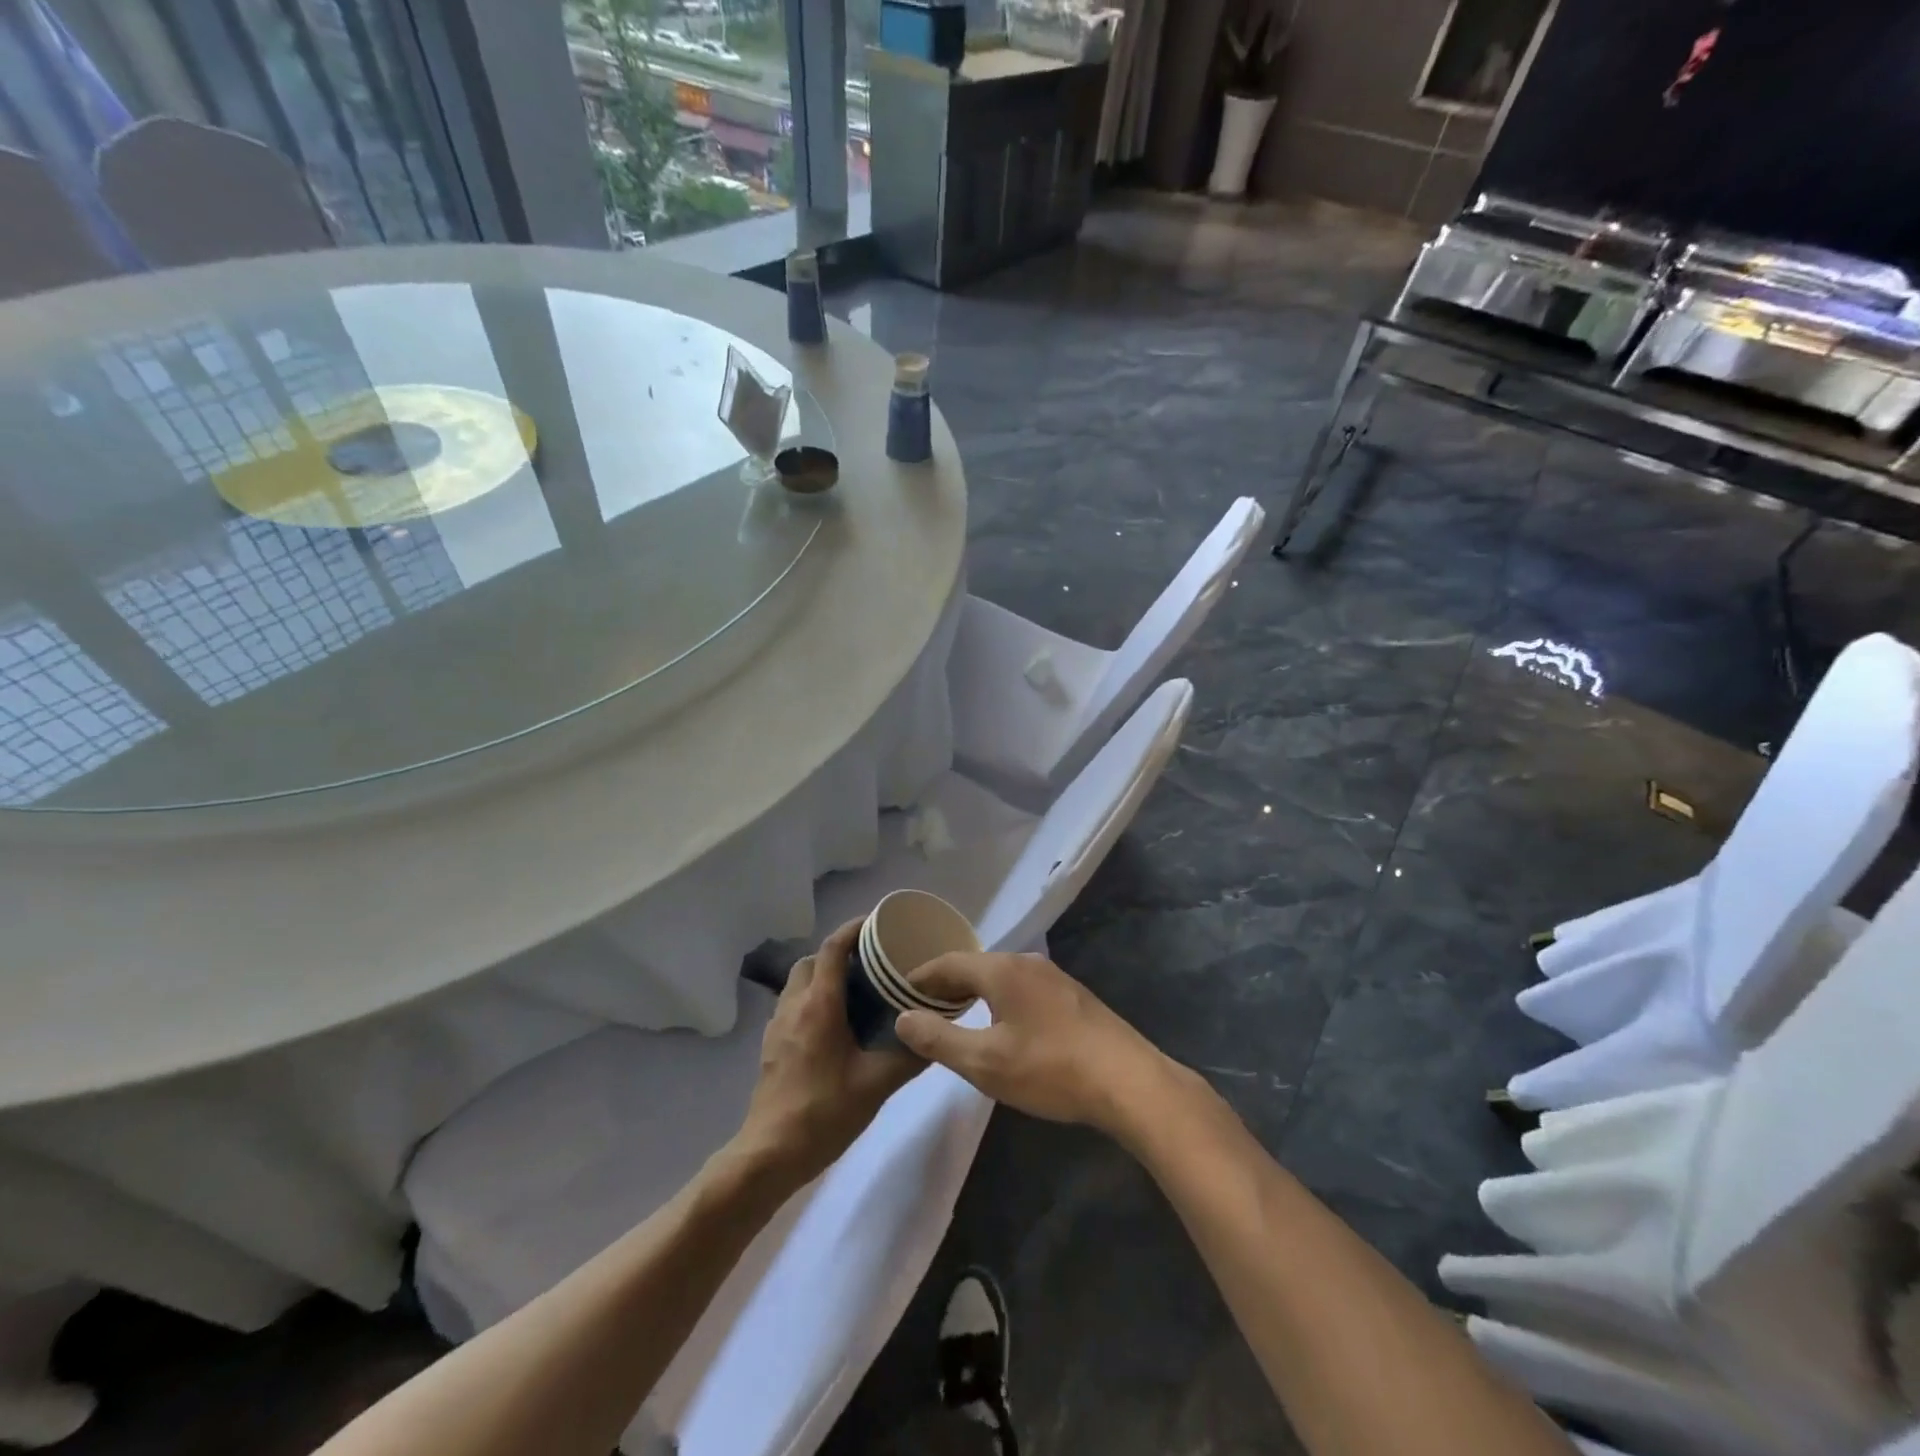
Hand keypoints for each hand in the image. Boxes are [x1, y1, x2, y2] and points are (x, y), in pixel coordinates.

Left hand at [731, 919, 924, 1188]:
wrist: (770, 1153)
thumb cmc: (824, 1112)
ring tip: (855, 993)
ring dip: (823, 976)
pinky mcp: (771, 1045)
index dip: (853, 929)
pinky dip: (812, 1000)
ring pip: (798, 982)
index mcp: (819, 1005)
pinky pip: (792, 1005)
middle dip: (838, 952)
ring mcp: (777, 1025)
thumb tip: (936, 1036)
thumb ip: (909, 1056)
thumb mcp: (877, 1084)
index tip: (877, 923)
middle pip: (812, 960)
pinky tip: (834, 1026)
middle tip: (870, 963)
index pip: (833, 947)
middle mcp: (794, 1005)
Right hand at [893, 951, 1173, 1135]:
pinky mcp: (1073, 997)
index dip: (920, 978)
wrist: (1129, 1082)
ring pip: (1001, 977)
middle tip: (920, 1007)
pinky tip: (1001, 1025)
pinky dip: (999, 1000)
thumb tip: (903, 1017)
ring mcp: (1054, 978)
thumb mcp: (984, 1062)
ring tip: (954, 1016)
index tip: (896, 993)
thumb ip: (938, 1039)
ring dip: (974, 992)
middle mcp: (1027, 962)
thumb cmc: (1050, 1069)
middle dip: (945, 985)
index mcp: (1002, 969)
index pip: (948, 962)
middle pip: (975, 966)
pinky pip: (1022, 988)